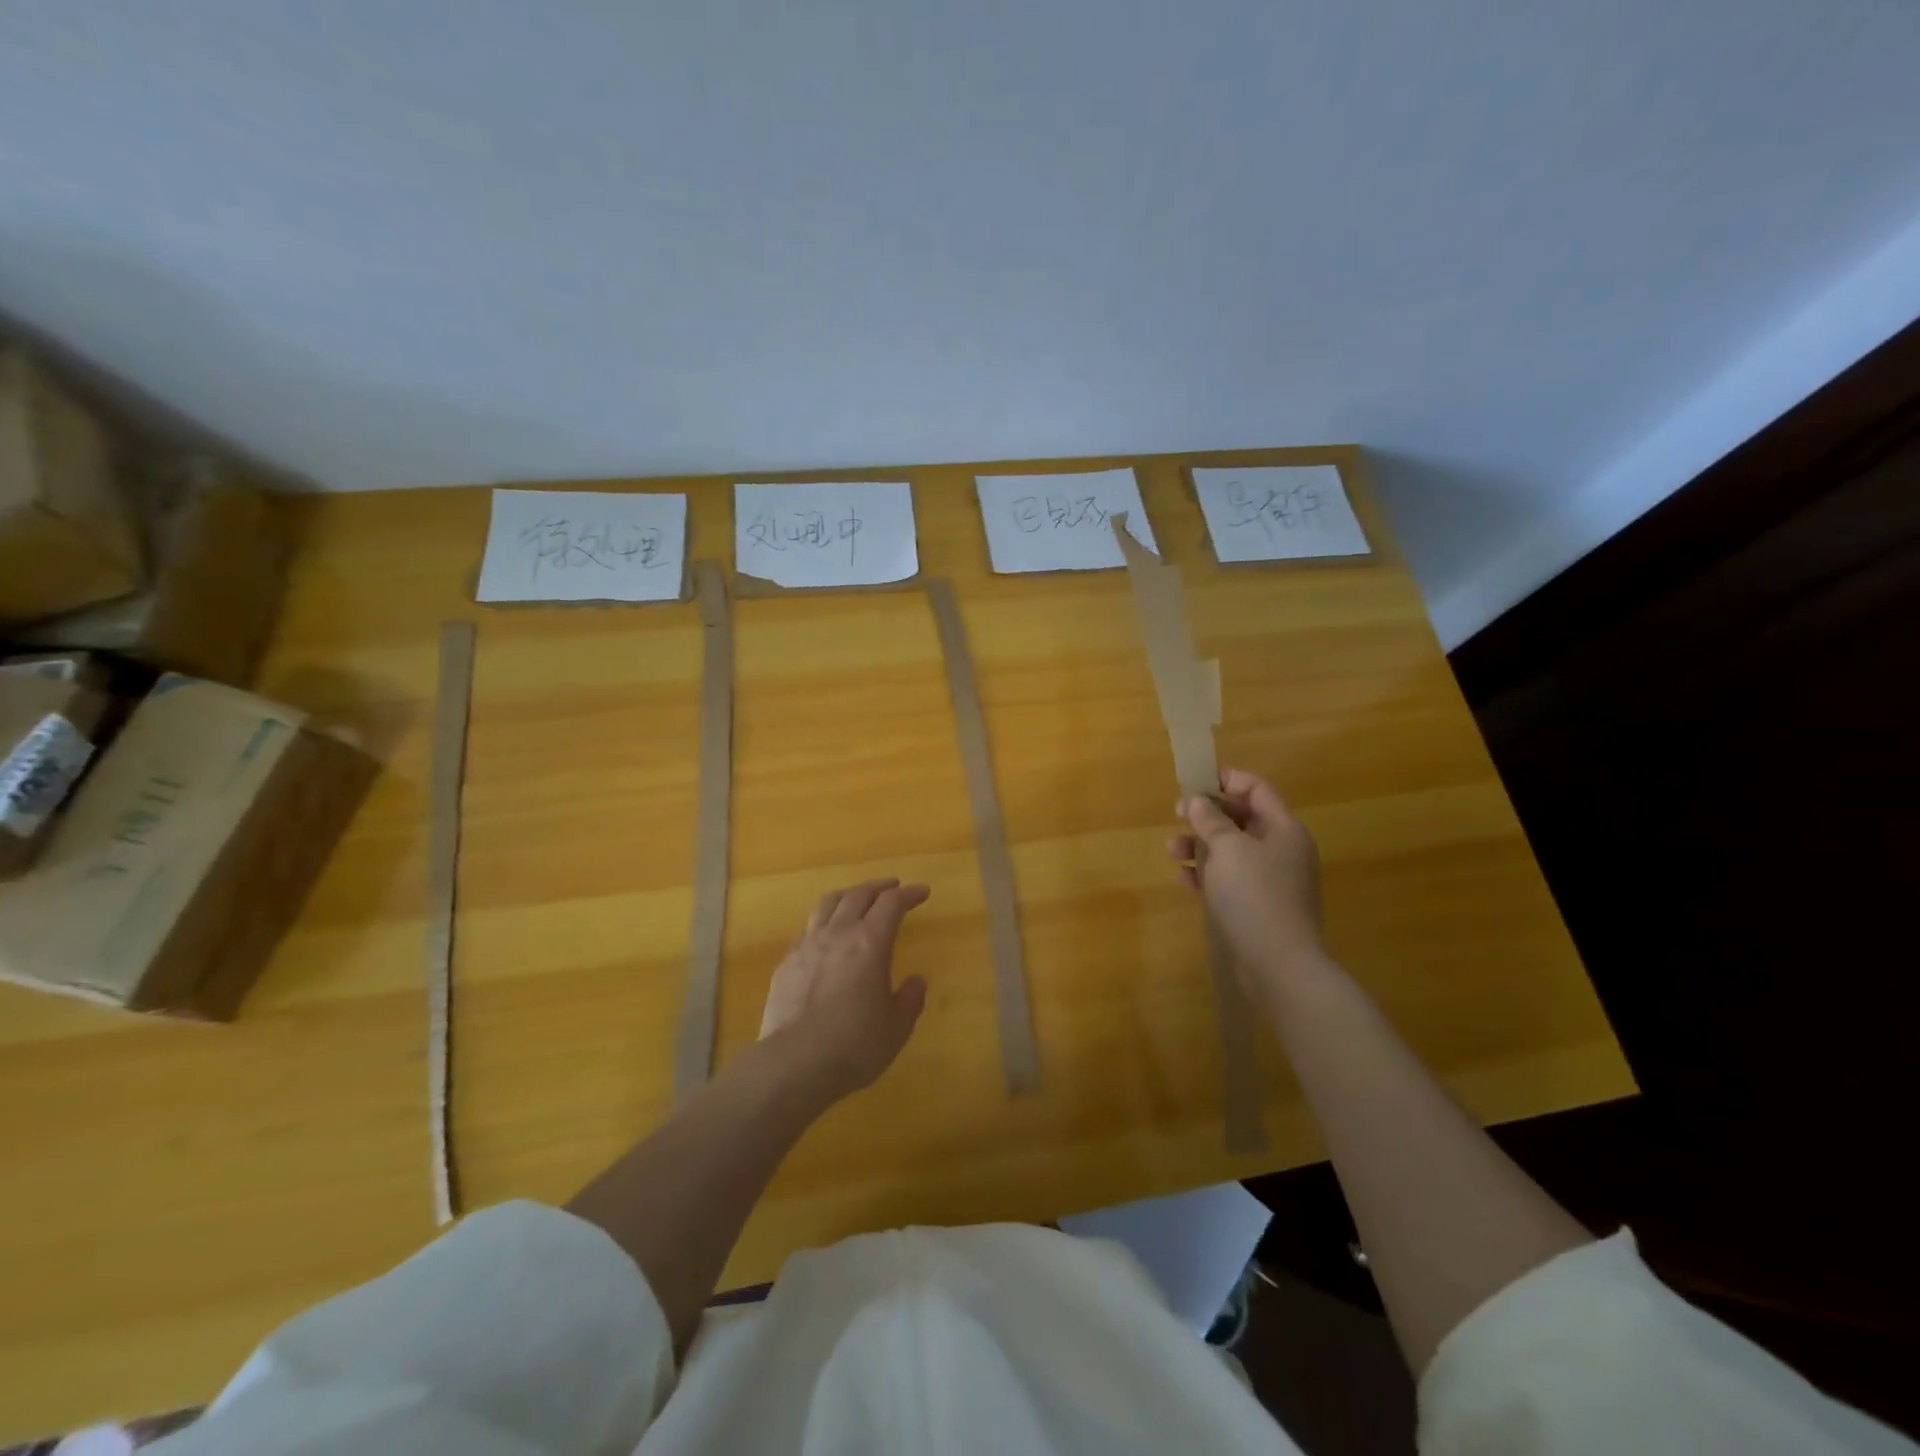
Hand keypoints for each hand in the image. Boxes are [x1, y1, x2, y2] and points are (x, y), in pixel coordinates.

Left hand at [759, 878, 930, 1099]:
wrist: (793, 1063)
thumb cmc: (854, 1045)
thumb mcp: (896, 1027)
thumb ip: (909, 999)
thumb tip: (916, 981)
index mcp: (870, 943)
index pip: (892, 904)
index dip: (909, 894)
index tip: (922, 892)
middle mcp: (838, 934)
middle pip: (858, 894)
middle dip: (879, 887)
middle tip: (892, 888)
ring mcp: (808, 946)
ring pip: (828, 904)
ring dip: (848, 895)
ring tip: (857, 898)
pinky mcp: (786, 963)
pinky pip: (808, 929)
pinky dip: (824, 923)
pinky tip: (826, 937)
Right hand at [1167, 768, 1325, 988]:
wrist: (1278, 964)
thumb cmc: (1254, 895)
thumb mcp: (1227, 848)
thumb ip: (1210, 820)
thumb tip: (1197, 800)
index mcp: (1283, 829)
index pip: (1257, 790)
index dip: (1226, 780)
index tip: (1194, 781)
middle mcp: (1281, 850)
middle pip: (1241, 819)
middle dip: (1207, 815)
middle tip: (1177, 814)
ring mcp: (1270, 880)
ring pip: (1231, 850)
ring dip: (1200, 845)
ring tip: (1172, 850)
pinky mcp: (1257, 906)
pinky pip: (1228, 879)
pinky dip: (1206, 874)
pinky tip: (1184, 879)